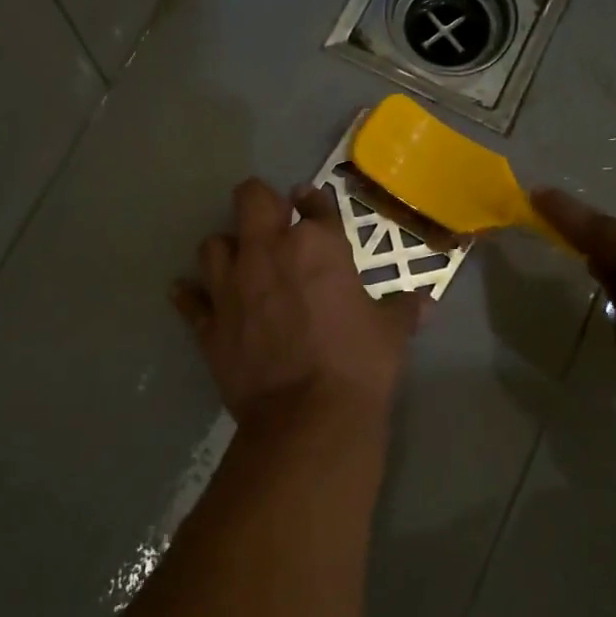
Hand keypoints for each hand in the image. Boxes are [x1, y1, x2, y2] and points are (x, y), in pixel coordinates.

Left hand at [173, 179, 426, 428]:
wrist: (310, 417)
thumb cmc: (359, 363)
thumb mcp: (391, 332)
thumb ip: (404, 310)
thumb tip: (426, 304)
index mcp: (317, 245)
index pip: (315, 204)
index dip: (314, 199)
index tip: (310, 201)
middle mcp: (268, 252)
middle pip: (251, 199)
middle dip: (260, 202)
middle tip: (270, 221)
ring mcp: (232, 286)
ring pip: (212, 244)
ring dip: (225, 249)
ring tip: (238, 264)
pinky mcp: (209, 323)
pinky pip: (189, 299)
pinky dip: (190, 296)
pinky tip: (192, 296)